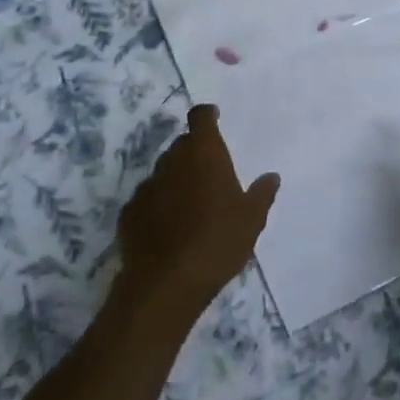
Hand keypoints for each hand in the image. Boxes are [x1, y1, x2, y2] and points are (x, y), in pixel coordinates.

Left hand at [115, 105, 278, 319]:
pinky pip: (147, 200)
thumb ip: (262, 194)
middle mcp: (171, 161)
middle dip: (194, 152)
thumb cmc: (218, 242)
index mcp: (203, 154)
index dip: (207, 115)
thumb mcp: (251, 220)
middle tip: (209, 173)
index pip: (200, 118)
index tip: (214, 117)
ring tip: (190, 205)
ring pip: (163, 172)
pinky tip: (168, 227)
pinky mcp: (129, 212)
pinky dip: (158, 205)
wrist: (166, 283)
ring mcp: (146, 186)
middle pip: (181, 145)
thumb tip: (271, 176)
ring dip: (175, 180)